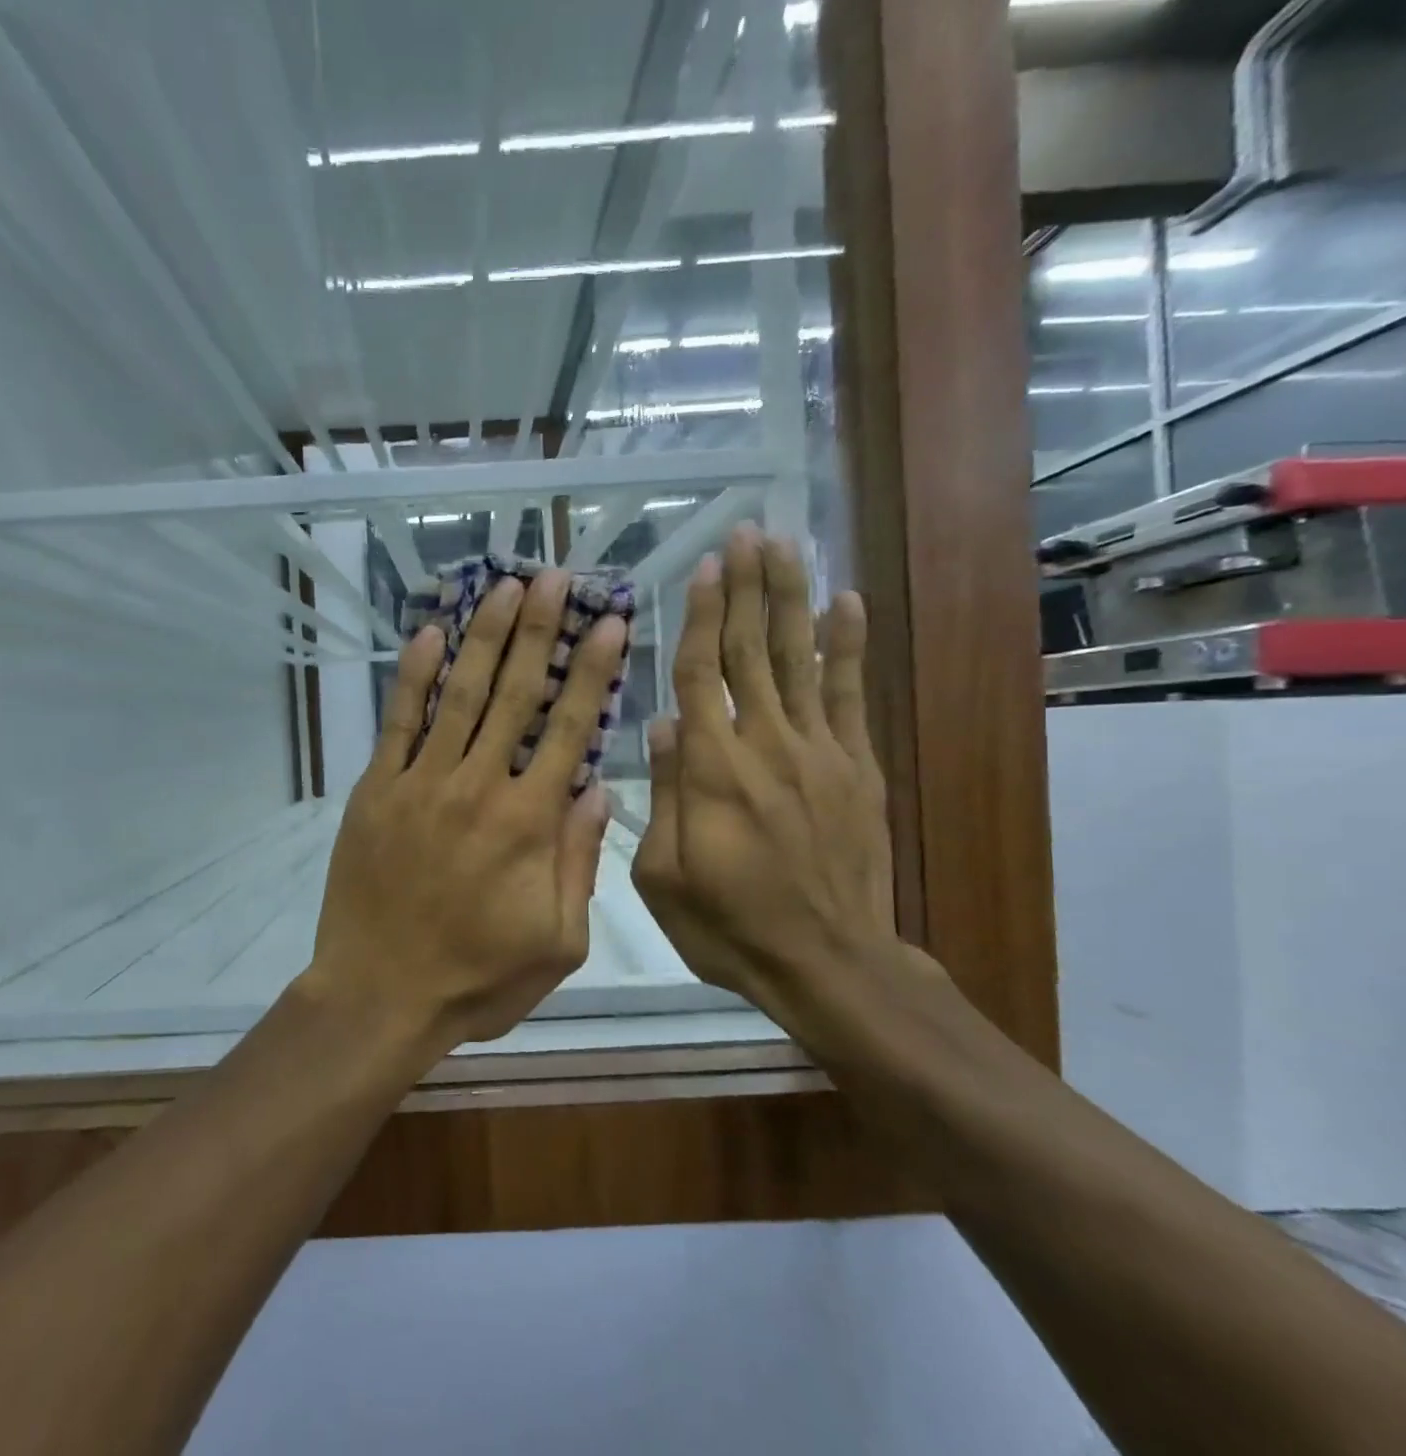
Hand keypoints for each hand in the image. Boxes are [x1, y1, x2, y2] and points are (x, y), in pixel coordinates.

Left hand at [301, 569, 625, 1049]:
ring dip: (483, 636)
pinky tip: (430, 634)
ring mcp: (421, 782)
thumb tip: (598, 790)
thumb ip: (580, 861)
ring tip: (503, 587)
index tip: (609, 622)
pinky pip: (399, 722)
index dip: (592, 672)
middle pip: (515, 693)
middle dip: (538, 630)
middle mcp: (478, 786)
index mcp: (529, 823)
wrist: (380, 996)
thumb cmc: (477, 979)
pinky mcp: (376, 789)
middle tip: (553, 576)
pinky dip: (415, 676)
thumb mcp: (558, 941)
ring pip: (459, 694)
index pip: (570, 729)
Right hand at [631, 526, 899, 1032]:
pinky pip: (850, 695)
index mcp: (711, 768)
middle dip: (747, 587)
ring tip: (786, 546)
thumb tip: (662, 725)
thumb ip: (663, 793)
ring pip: (799, 658)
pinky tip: (846, 603)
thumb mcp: (663, 874)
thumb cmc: (728, 924)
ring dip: (790, 598)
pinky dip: (848, 646)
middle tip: (747, 532)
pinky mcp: (856, 767)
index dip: (700, 616)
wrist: (828, 963)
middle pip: (751, 650)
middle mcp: (765, 743)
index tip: (704, 566)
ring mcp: (818, 751)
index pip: (701, 673)